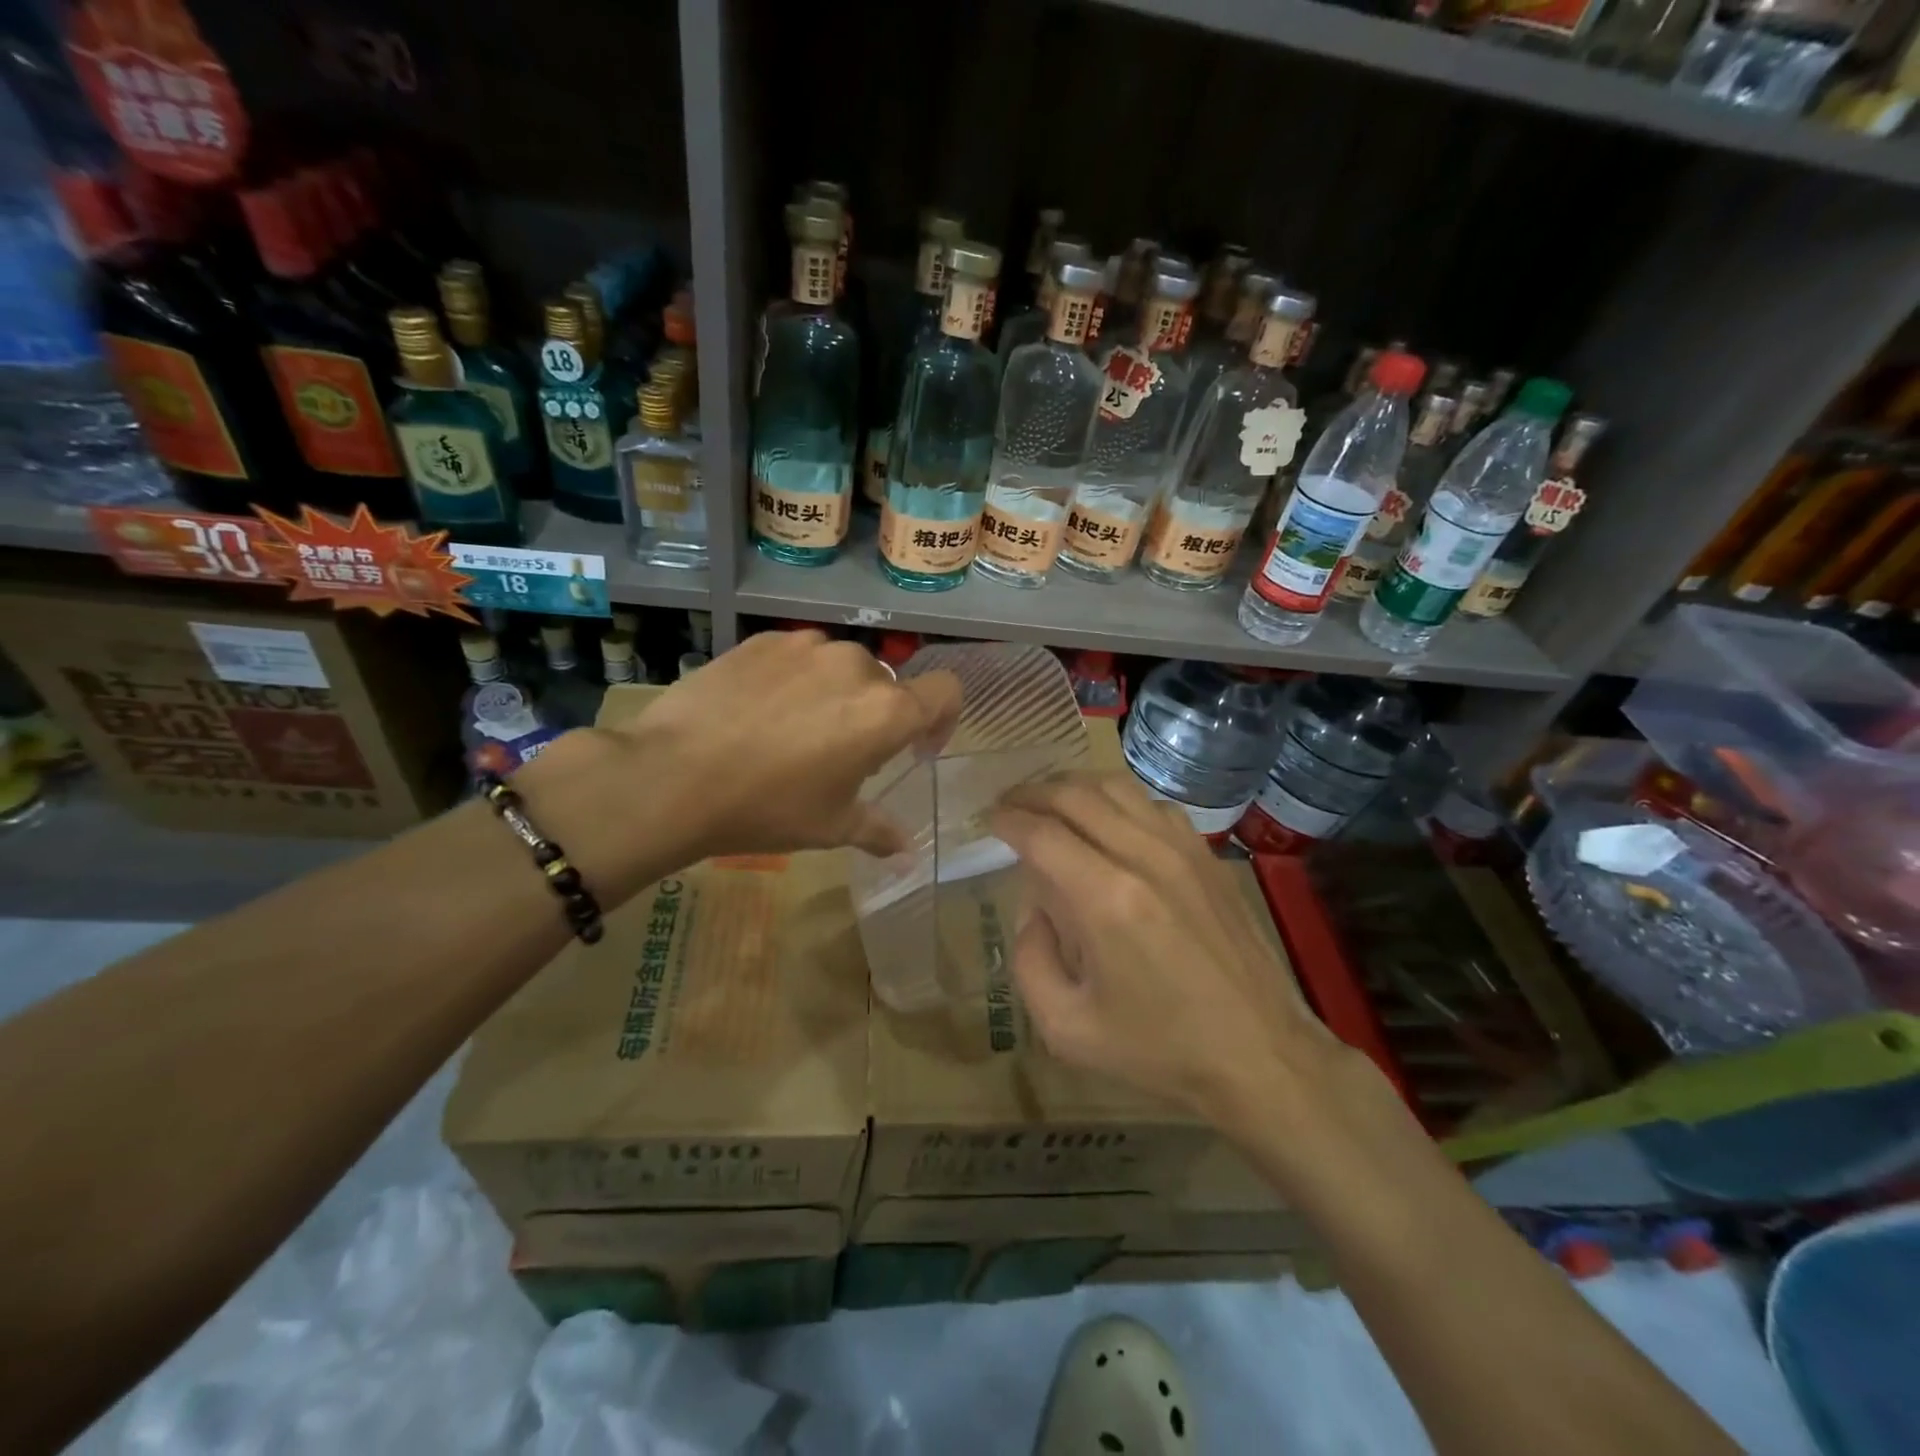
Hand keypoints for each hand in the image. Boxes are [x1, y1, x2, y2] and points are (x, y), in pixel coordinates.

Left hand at [607, 629, 960, 860]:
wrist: (673, 776)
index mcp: (886, 712)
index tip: (916, 748)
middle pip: (886, 685)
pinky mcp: (763, 640)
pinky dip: (794, 679)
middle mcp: (856, 666)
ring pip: (839, 668)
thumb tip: (907, 851)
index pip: (945, 692)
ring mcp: (806, 647)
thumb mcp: (830, 827)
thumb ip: (879, 831)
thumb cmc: (767, 807)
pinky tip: (758, 712)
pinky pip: (797, 657)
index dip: (942, 719)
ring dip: (834, 694)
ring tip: (793, 730)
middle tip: (839, 754)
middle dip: (874, 716)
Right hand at [990, 773, 1345, 1130]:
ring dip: (1073, 787)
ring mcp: (1182, 850)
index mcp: (1106, 900)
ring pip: (1116, 787)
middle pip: (1075, 795)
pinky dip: (1118, 800)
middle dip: (1031, 793)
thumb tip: (1032, 910)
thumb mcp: (1067, 1028)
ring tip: (1049, 803)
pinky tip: (1108, 821)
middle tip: (1008, 804)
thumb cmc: (1159, 1049)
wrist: (1260, 1053)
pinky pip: (1153, 805)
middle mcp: (1143, 857)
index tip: (988, 820)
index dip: (1006, 820)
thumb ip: (1030, 960)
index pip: (1041, 833)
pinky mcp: (1207, 855)